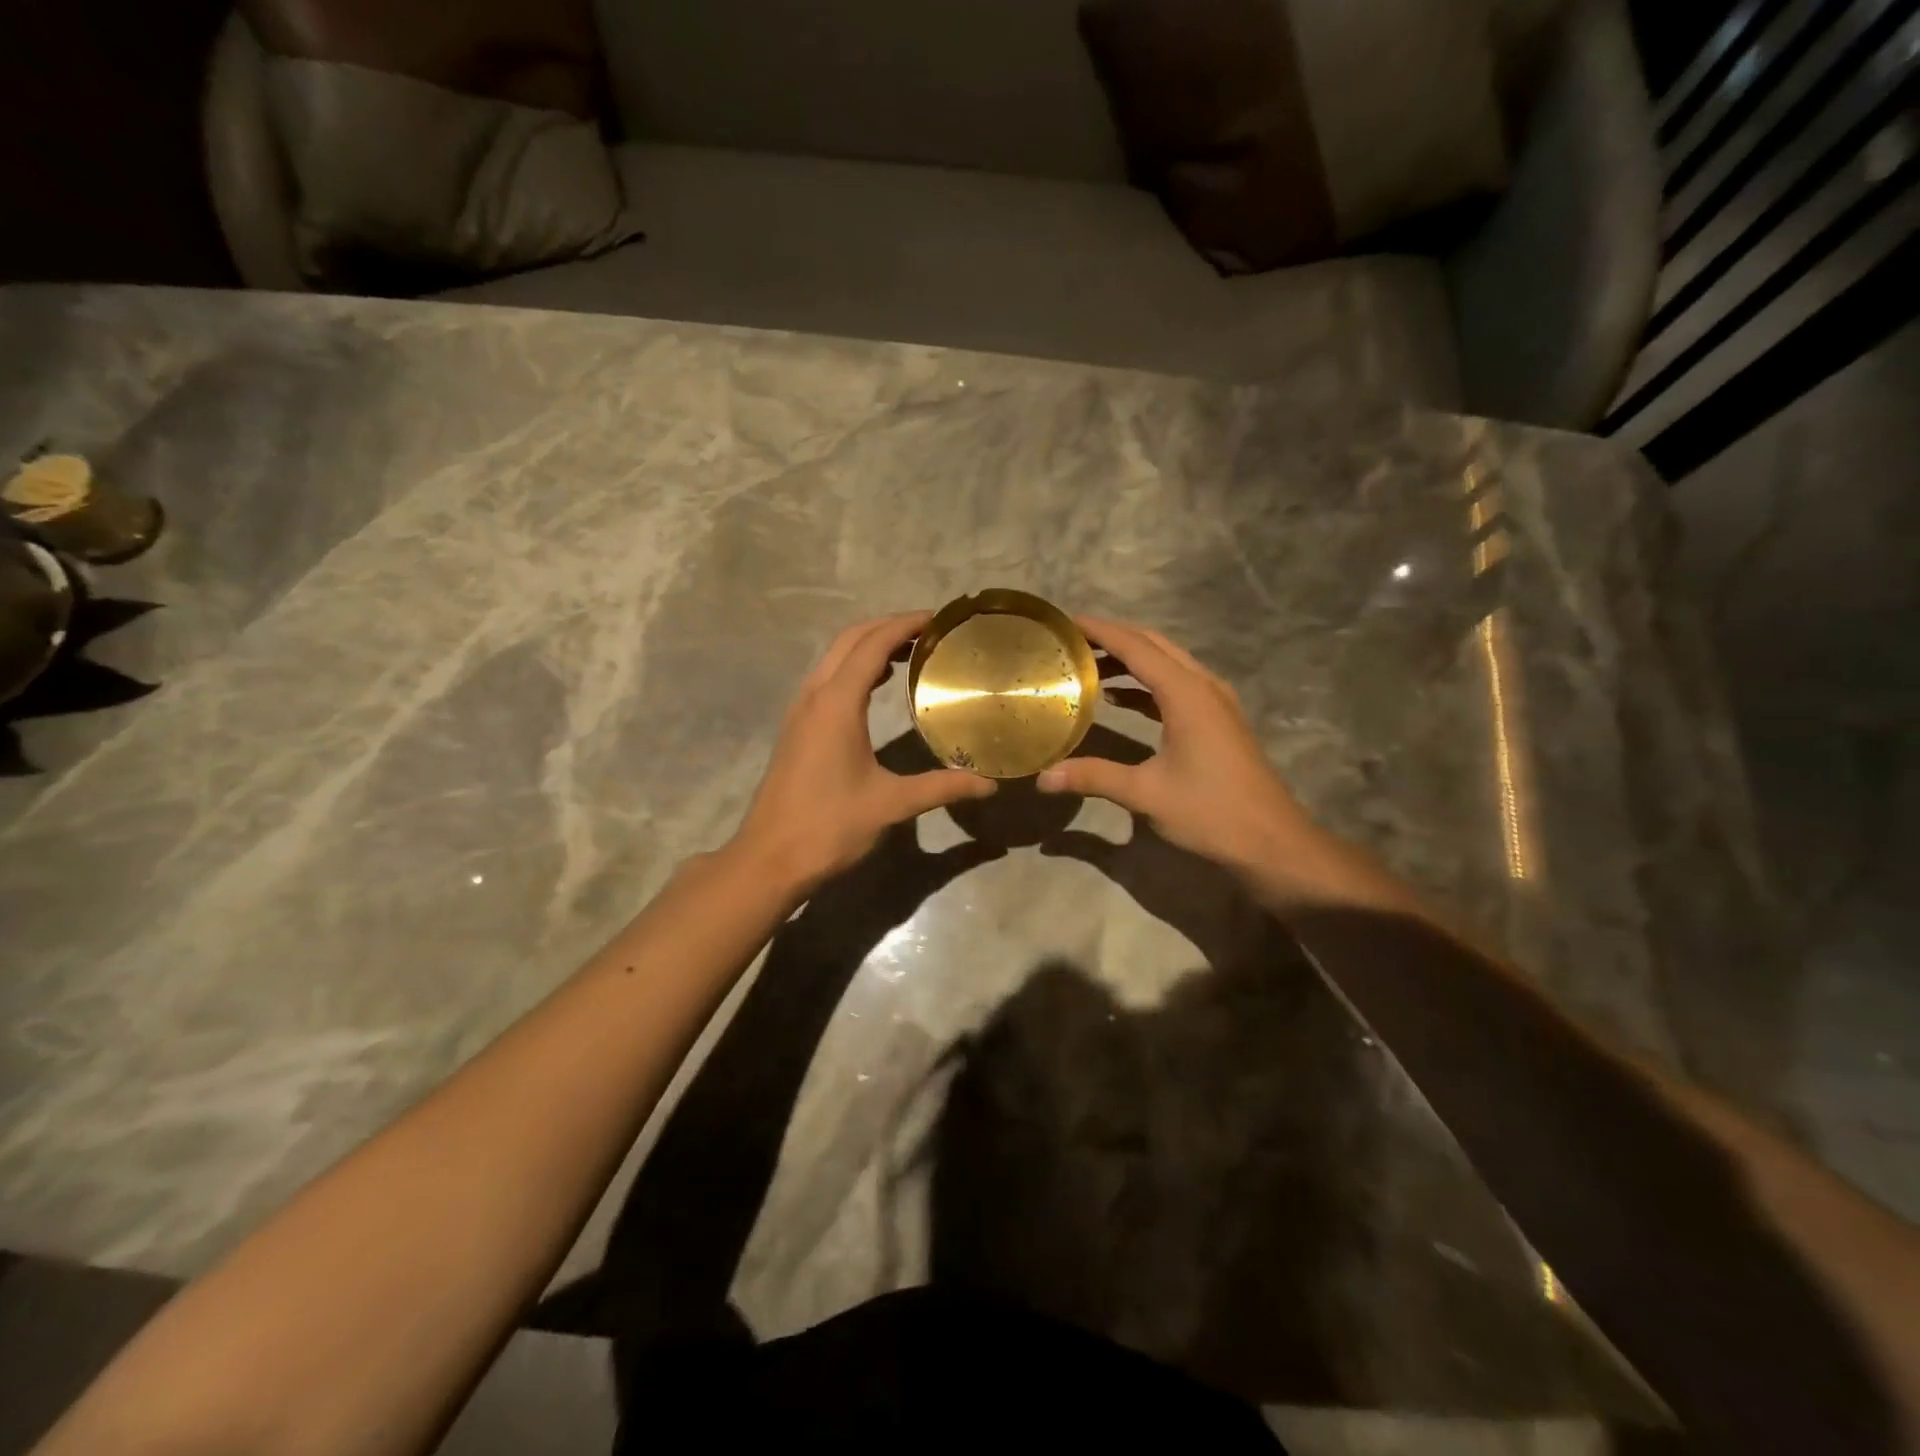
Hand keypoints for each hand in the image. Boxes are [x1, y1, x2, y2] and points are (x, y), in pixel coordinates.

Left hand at [730, 612, 995, 893]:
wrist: (769, 859)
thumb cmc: (829, 827)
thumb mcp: (891, 804)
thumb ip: (941, 787)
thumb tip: (988, 784)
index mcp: (836, 704)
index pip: (872, 645)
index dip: (905, 625)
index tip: (938, 620)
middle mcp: (814, 696)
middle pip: (849, 640)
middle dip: (887, 627)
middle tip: (929, 633)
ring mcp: (800, 711)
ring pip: (833, 658)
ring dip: (868, 646)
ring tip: (909, 654)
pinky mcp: (796, 729)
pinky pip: (826, 679)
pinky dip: (853, 669)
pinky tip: (876, 688)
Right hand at [1037, 616, 1307, 874]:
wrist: (1272, 842)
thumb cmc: (1211, 812)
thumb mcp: (1146, 794)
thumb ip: (1093, 777)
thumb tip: (1042, 778)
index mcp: (1187, 693)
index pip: (1136, 647)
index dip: (1100, 631)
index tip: (1067, 621)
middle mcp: (1203, 686)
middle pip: (1154, 645)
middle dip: (1114, 638)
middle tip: (1073, 641)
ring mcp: (1216, 702)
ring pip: (1168, 664)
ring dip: (1131, 660)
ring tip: (1089, 665)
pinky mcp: (1218, 721)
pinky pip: (1177, 686)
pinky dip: (1146, 684)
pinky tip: (1120, 699)